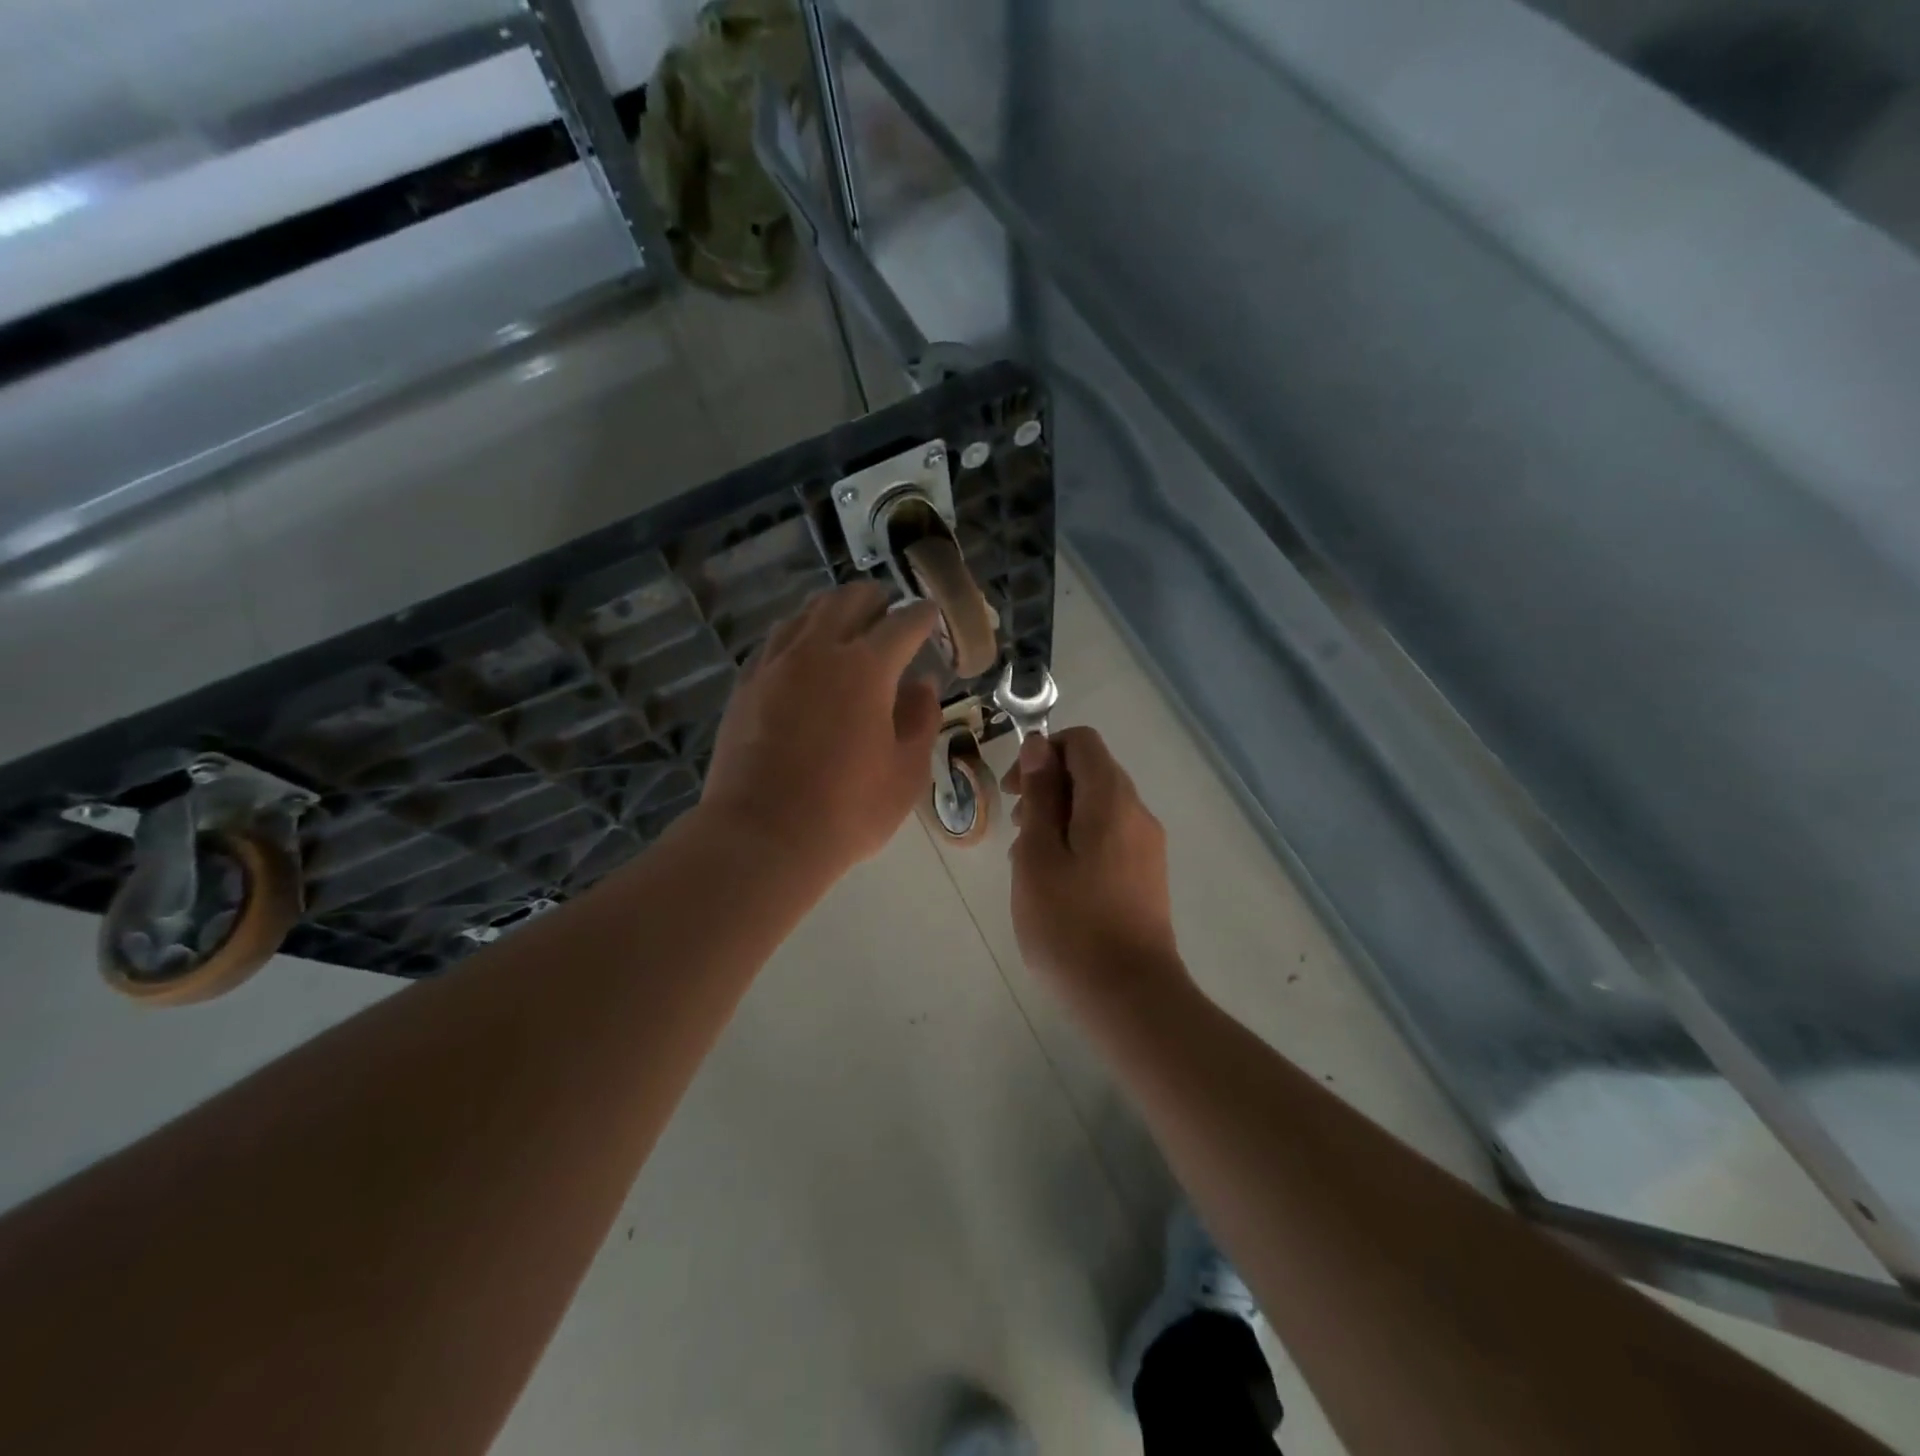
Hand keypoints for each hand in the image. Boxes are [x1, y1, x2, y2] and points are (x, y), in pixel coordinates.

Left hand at [700, 582, 942, 874]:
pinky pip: (774, 641)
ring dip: (831, 610)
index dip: (921, 616)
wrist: (763, 835)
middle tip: (887, 608)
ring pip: (805, 615)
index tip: (930, 615)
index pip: (902, 624)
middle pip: (847, 602)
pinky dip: (796, 634)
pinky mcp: (746, 685)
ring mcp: (775, 665)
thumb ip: (920, 720)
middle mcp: (818, 652)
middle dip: (874, 599)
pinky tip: (799, 650)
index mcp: (866, 668)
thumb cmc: (848, 810)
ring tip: (843, 620)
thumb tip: (922, 685)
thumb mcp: (906, 772)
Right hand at [1003, 727, 1185, 1007]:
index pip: (1081, 742)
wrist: (1129, 996)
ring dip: (1060, 818)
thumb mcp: (1038, 855)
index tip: (1016, 791)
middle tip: (1017, 829)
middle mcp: (1137, 813)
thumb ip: (1040, 795)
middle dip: (1048, 788)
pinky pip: (1110, 836)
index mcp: (1112, 800)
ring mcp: (1147, 846)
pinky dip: (1079, 841)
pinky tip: (1056, 882)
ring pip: (1098, 807)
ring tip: (1030, 862)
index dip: (1043, 752)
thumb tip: (1040, 746)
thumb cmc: (1071, 923)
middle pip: (1091, 773)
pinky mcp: (1147, 875)